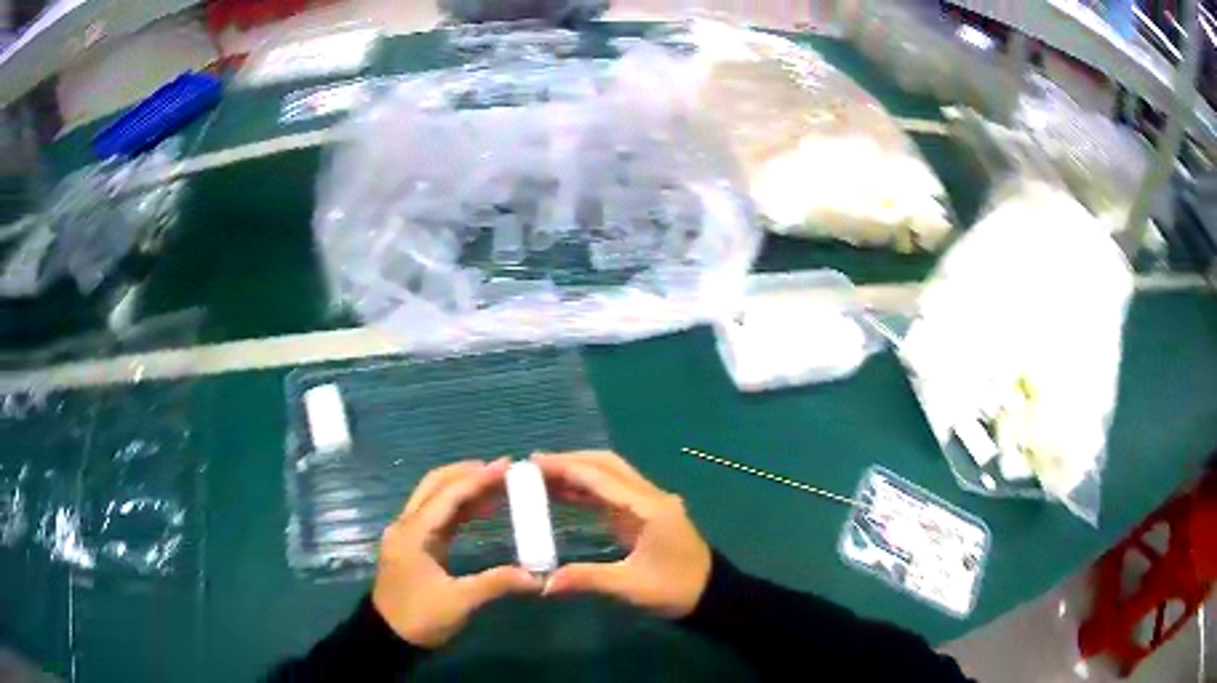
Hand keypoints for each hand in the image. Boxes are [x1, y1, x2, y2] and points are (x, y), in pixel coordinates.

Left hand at [373, 459, 541, 647]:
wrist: (387, 638)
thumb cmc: (419, 618)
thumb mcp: (459, 602)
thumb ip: (496, 583)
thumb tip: (536, 577)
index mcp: (413, 533)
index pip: (448, 495)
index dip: (478, 479)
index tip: (507, 466)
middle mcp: (407, 525)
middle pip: (435, 485)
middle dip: (467, 473)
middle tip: (502, 470)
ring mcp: (408, 535)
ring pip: (435, 498)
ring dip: (463, 488)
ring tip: (498, 484)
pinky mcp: (414, 546)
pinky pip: (437, 516)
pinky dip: (459, 508)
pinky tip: (482, 509)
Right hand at [533, 451, 711, 618]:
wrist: (711, 594)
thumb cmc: (675, 589)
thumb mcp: (631, 586)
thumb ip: (588, 579)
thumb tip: (544, 583)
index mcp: (649, 507)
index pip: (602, 478)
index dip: (566, 468)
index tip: (533, 464)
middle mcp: (650, 496)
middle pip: (607, 465)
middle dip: (570, 462)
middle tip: (532, 466)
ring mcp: (649, 503)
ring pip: (610, 475)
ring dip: (577, 473)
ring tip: (540, 476)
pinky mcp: (644, 513)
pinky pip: (612, 492)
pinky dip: (586, 489)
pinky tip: (562, 494)